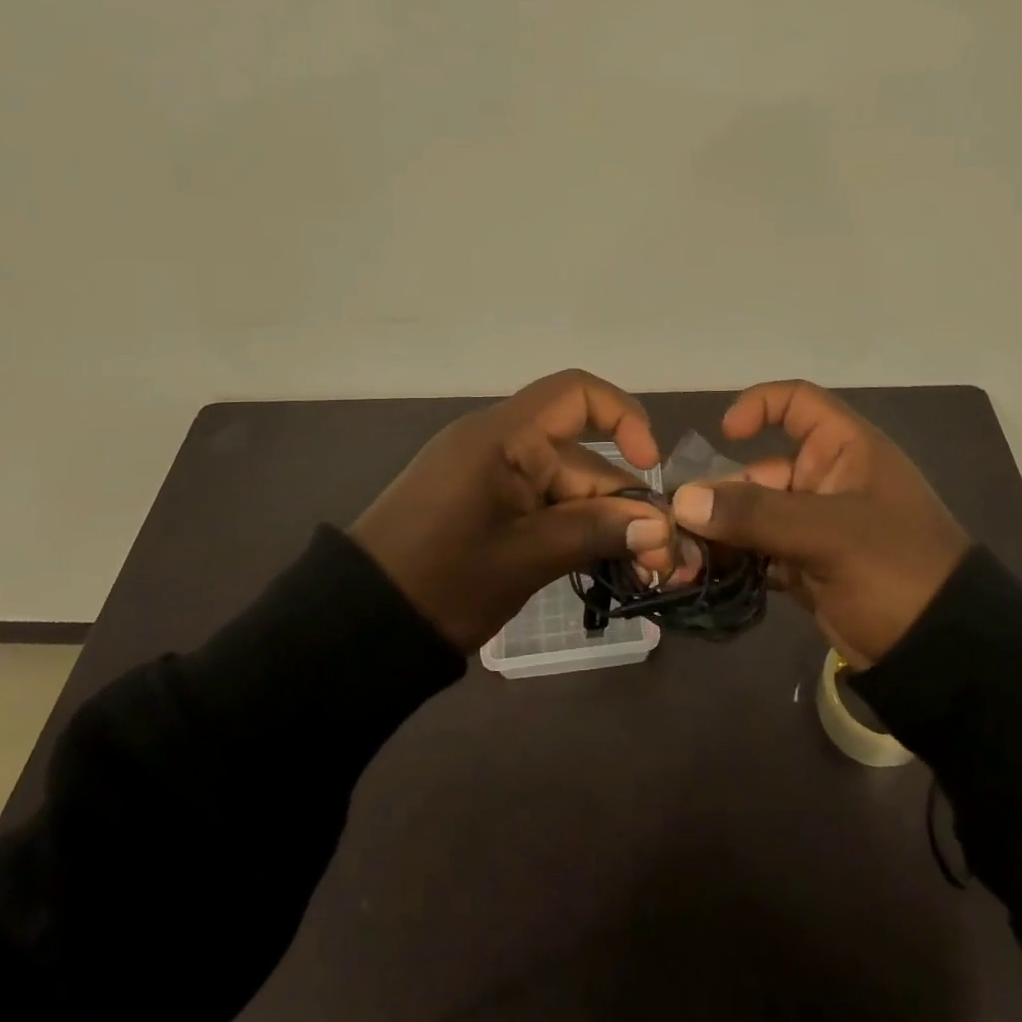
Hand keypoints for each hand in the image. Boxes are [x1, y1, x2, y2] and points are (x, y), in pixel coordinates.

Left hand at [350, 370, 675, 651]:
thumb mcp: (526, 556)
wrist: (358, 627)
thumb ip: (596, 532)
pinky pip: (541, 504)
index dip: (623, 417)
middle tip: (663, 560)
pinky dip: (572, 529)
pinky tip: (601, 563)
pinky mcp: (485, 505)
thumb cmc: (442, 580)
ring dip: (602, 523)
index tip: (650, 466)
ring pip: (565, 487)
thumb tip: (662, 527)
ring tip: (641, 571)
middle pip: (580, 456)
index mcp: (503, 436)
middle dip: (623, 502)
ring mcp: (491, 476)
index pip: (576, 394)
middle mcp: (500, 444)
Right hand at [668, 381, 972, 667]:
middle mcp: (827, 479)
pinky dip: (734, 560)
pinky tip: (706, 576)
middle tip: (678, 526)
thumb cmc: (895, 570)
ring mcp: (815, 526)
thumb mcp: (828, 534)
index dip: (759, 406)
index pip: (797, 402)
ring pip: (753, 513)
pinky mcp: (806, 566)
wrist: (943, 656)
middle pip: (759, 467)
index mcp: (845, 450)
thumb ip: (755, 514)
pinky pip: (758, 551)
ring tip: (683, 558)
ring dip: (719, 532)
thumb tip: (682, 500)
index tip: (724, 436)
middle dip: (719, 493)